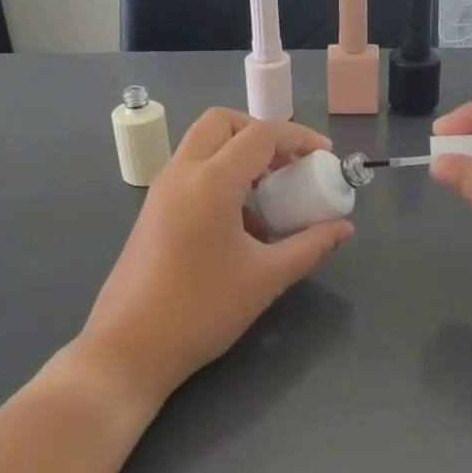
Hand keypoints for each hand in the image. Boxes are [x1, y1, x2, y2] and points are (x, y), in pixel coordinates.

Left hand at [76, 108, 353, 403]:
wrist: (128, 349)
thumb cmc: (201, 310)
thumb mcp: (266, 278)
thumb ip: (310, 246)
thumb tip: (343, 229)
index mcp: (210, 181)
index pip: (260, 134)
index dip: (298, 137)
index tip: (325, 156)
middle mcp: (181, 173)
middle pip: (222, 123)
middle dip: (261, 133)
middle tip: (290, 164)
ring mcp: (161, 191)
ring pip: (202, 145)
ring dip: (239, 154)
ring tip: (270, 195)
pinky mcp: (152, 211)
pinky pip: (190, 172)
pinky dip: (219, 175)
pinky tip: (240, 223)